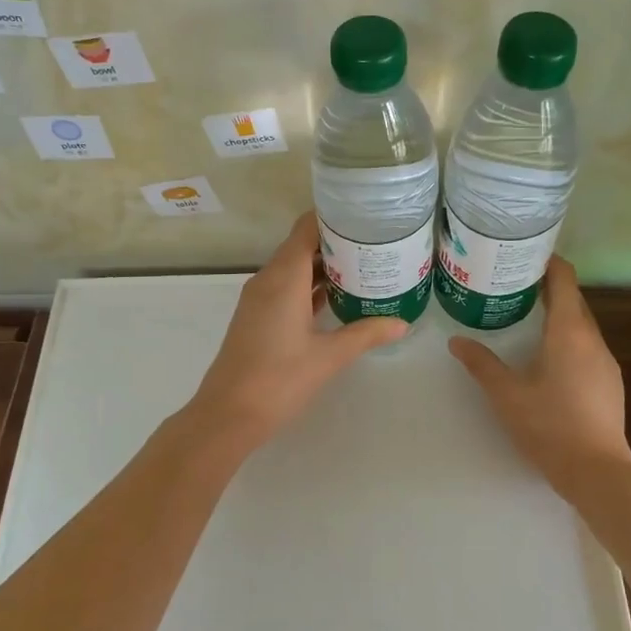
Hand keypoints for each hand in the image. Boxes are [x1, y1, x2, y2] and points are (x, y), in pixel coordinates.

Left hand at [187, 211, 409, 448]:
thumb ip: (366, 334)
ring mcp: (260, 298)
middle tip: (375, 242)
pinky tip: (337, 296)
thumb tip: (402, 323)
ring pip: (294, 267)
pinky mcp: (257, 316)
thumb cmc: (279, 379)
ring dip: (324, 265)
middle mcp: (268, 279)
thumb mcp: (329, 356)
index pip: (307, 228)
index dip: (334, 217)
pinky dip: (310, 285)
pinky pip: (287, 287)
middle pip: (302, 245)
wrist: (228, 414)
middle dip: (336, 241)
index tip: (366, 215)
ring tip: (364, 265)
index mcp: (284, 278)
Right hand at [449, 257, 630, 495]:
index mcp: (569, 331)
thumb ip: (481, 364)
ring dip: (559, 313)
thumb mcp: (506, 394)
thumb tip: (456, 341)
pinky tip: (550, 355)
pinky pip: (588, 345)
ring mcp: (606, 361)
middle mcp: (593, 338)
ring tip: (528, 315)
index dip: (549, 262)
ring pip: (582, 324)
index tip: (526, 254)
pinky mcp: (610, 382)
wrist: (597, 471)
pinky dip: (569, 337)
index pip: (565, 279)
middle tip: (515, 283)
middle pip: (574, 299)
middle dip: (549, 287)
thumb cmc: (549, 425)